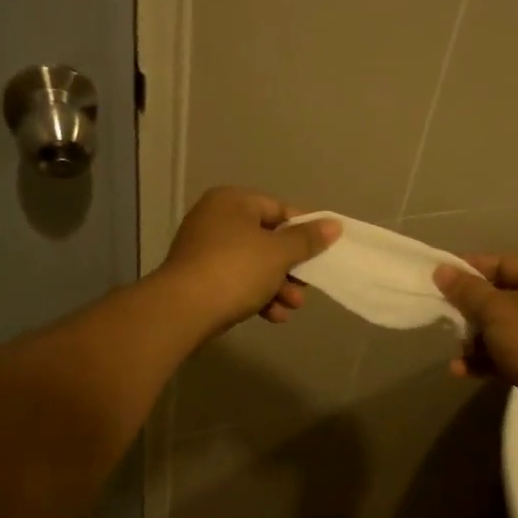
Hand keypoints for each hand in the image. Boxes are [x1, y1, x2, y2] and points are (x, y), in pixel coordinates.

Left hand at [157, 187, 339, 335]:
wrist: (183, 310)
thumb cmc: (236, 269)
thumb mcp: (278, 253)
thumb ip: (307, 239)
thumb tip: (334, 225)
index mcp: (232, 202)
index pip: (278, 209)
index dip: (304, 229)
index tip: (323, 250)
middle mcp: (215, 219)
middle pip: (266, 239)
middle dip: (290, 267)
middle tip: (307, 285)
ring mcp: (204, 250)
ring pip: (253, 264)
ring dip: (277, 286)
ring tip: (292, 307)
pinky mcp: (199, 278)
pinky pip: (236, 281)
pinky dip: (256, 295)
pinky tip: (273, 316)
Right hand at [433, 254, 517, 443]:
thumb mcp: (496, 310)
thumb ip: (467, 289)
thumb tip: (441, 269)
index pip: (504, 264)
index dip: (471, 268)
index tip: (440, 276)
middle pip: (500, 298)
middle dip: (469, 308)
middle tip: (442, 313)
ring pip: (500, 329)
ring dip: (474, 338)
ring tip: (454, 348)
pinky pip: (504, 355)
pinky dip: (483, 360)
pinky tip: (460, 370)